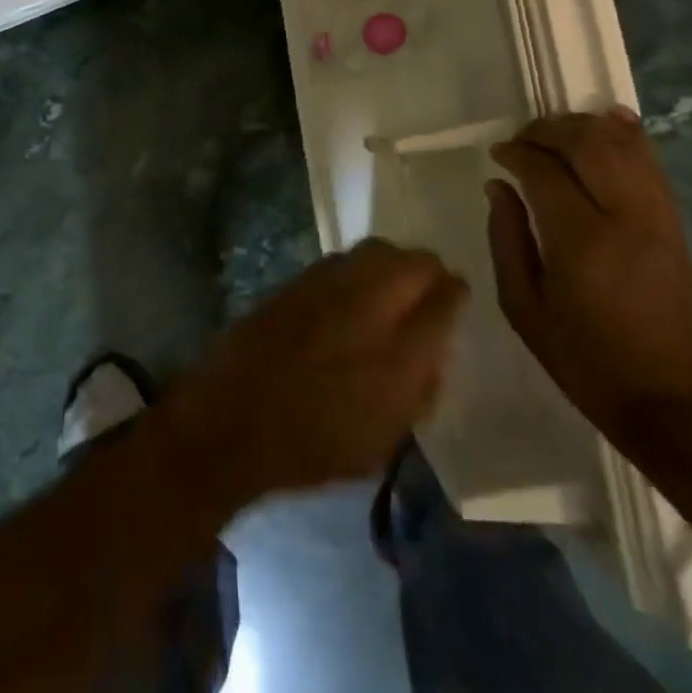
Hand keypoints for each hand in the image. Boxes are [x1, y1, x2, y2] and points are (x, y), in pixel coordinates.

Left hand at [167, 240, 467, 499]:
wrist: (236, 417)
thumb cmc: (316, 444)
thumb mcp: (386, 437)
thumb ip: (418, 388)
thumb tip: (432, 350)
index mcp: (400, 355)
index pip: (445, 301)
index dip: (455, 296)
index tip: (455, 298)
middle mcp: (370, 306)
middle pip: (416, 261)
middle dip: (428, 271)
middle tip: (428, 289)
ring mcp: (331, 285)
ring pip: (379, 249)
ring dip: (394, 262)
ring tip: (393, 285)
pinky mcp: (300, 278)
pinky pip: (344, 258)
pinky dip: (359, 267)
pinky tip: (353, 290)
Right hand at [487, 107, 691, 450]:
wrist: (670, 400)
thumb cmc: (584, 358)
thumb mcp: (523, 306)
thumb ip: (506, 238)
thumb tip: (498, 186)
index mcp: (581, 241)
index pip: (545, 170)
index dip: (517, 152)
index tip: (498, 155)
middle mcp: (625, 217)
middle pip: (589, 143)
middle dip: (550, 129)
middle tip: (523, 139)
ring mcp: (658, 217)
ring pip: (625, 145)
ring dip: (586, 127)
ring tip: (556, 132)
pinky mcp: (675, 223)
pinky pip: (653, 162)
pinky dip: (629, 135)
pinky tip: (607, 120)